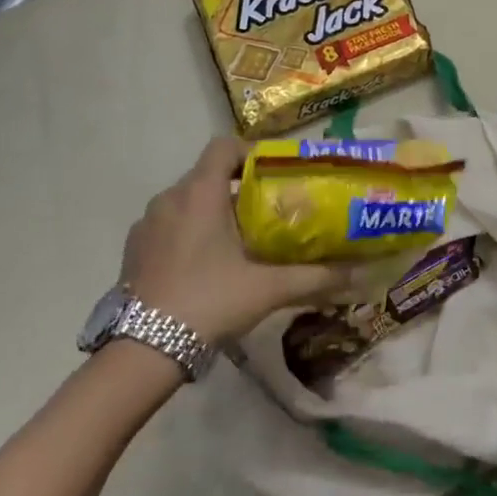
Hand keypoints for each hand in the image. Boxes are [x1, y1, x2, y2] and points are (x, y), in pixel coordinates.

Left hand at [122, 137, 347, 345]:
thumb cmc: (209, 302)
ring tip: (242, 240)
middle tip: (271, 212)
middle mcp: (169, 198)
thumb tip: (362, 273)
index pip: (224, 146)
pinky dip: (190, 232)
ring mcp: (146, 224)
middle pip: (209, 176)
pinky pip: (168, 226)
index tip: (277, 172)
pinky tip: (207, 265)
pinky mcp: (134, 249)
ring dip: (214, 212)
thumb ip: (316, 277)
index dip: (251, 151)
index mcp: (199, 193)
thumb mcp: (269, 289)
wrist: (144, 349)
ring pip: (187, 202)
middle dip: (241, 189)